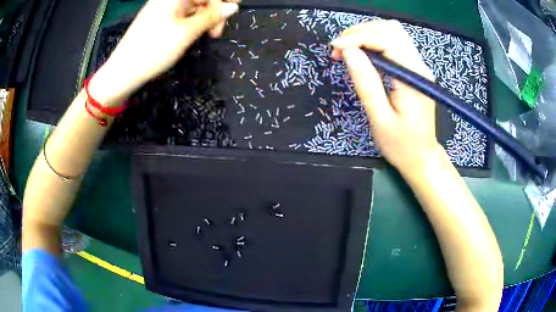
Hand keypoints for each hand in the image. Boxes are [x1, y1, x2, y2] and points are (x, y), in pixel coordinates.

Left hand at [89, 0, 239, 105]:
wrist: (123, 72)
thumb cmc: (154, 50)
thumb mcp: (187, 32)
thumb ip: (211, 16)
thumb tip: (232, 7)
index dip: (222, 2)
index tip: (231, 15)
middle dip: (214, 10)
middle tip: (217, 31)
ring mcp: (164, 7)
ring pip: (194, 6)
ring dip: (205, 17)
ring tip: (208, 35)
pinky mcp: (160, 18)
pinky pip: (184, 13)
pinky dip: (193, 21)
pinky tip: (195, 33)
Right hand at [330, 20, 442, 172]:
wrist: (422, 157)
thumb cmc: (401, 145)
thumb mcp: (380, 118)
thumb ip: (366, 83)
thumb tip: (349, 52)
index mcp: (413, 77)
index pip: (386, 41)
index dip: (357, 38)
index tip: (334, 48)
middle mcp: (419, 65)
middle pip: (391, 30)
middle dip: (360, 32)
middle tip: (339, 49)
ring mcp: (418, 66)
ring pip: (394, 32)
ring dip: (368, 33)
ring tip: (348, 48)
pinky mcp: (414, 69)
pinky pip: (395, 43)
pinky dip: (376, 41)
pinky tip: (363, 52)